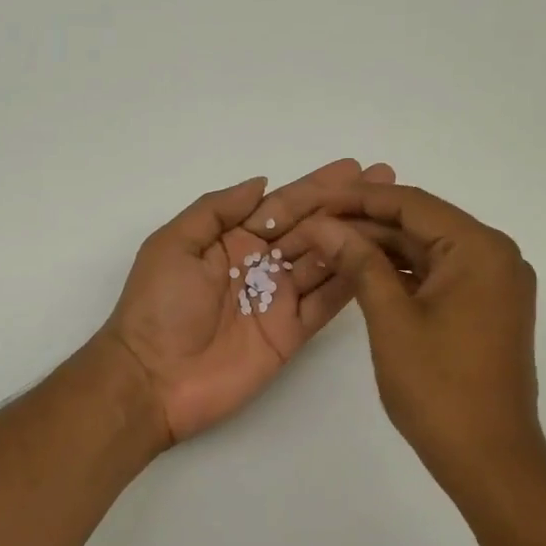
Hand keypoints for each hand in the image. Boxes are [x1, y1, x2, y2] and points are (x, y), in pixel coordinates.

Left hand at [102, 159, 395, 444]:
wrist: (152, 379)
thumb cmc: (157, 307)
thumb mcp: (173, 245)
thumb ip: (217, 210)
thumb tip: (262, 182)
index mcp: (232, 241)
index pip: (282, 206)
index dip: (317, 187)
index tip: (354, 167)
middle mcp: (261, 266)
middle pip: (311, 228)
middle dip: (346, 205)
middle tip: (386, 179)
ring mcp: (278, 300)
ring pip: (325, 261)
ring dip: (357, 237)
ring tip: (393, 213)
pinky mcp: (291, 334)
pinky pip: (326, 303)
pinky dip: (351, 282)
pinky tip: (380, 259)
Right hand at [285, 183, 545, 496]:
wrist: (489, 458)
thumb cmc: (439, 389)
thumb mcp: (391, 320)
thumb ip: (359, 263)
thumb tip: (324, 224)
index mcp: (480, 249)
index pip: (411, 204)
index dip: (358, 198)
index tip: (313, 198)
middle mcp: (495, 256)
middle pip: (421, 224)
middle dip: (366, 223)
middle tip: (313, 223)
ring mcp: (493, 285)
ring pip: (427, 251)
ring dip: (380, 249)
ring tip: (327, 245)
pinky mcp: (485, 310)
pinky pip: (437, 277)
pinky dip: (400, 274)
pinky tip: (361, 273)